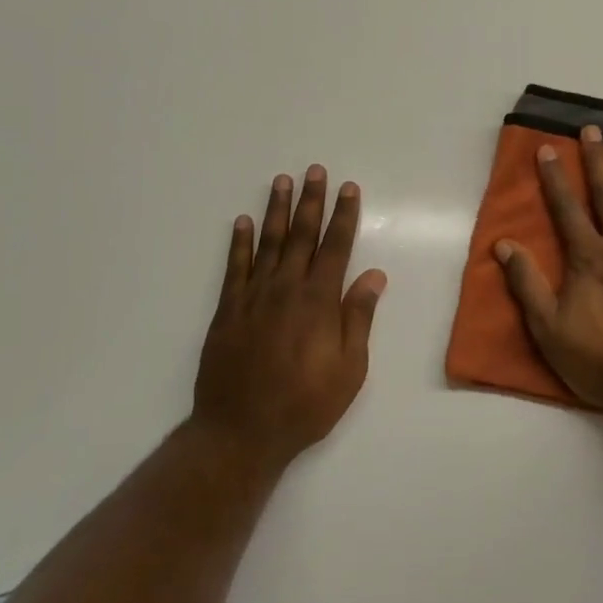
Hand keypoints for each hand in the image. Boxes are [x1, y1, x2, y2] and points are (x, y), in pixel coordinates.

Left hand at [193, 166, 386, 473]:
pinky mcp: (227, 311)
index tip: (349, 188)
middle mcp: (286, 289)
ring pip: (267, 243)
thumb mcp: (349, 368)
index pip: (335, 247)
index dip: (344, 216)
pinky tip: (241, 222)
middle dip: (311, 201)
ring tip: (281, 181)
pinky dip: (238, 243)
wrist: (240, 432)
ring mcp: (253, 297)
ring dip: (275, 210)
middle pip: (301, 235)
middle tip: (314, 171)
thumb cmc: (305, 404)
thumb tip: (374, 275)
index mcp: (319, 301)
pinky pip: (234, 268)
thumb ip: (358, 318)